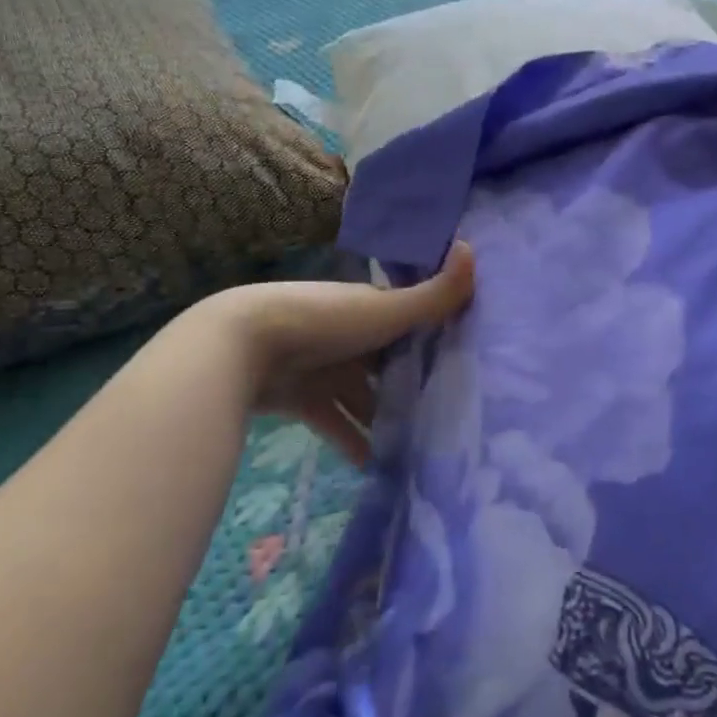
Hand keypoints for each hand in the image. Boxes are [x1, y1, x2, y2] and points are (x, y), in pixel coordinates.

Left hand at [201, 242, 475, 464]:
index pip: (409, 324)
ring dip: (387, 420)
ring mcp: (324, 369)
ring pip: (364, 398)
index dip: (435, 341)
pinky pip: (336, 426)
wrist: (242, 347)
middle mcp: (349, 337)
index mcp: (369, 310)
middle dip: (413, 385)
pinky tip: (379, 468)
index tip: (467, 366)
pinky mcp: (303, 401)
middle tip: (451, 414)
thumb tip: (473, 248)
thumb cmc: (324, 322)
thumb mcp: (387, 310)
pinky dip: (354, 445)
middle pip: (388, 364)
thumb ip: (435, 294)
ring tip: (424, 447)